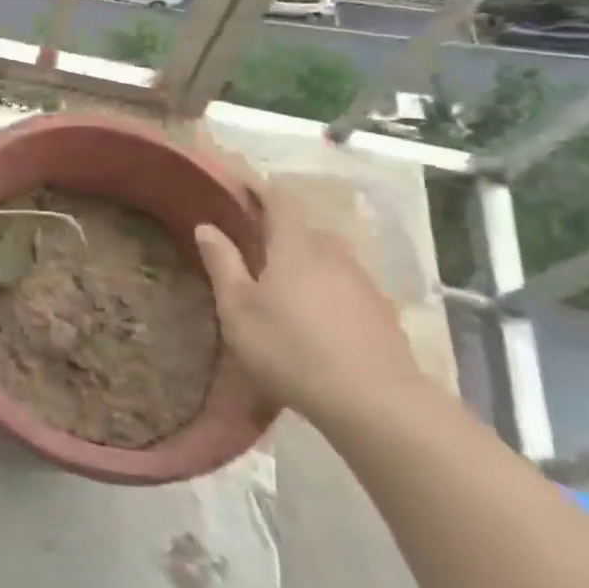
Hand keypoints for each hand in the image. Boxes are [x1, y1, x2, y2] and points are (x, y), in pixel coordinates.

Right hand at [193, 186, 422, 426]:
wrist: (376, 403)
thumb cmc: (291, 348)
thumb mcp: (238, 308)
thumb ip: (222, 263)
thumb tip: (207, 226)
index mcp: (295, 245)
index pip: (278, 199)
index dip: (258, 188)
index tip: (238, 184)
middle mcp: (332, 253)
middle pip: (303, 228)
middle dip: (278, 228)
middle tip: (251, 242)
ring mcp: (363, 283)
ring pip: (326, 257)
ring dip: (302, 260)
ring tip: (280, 282)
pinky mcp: (381, 313)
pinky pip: (344, 285)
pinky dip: (324, 288)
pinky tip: (314, 316)